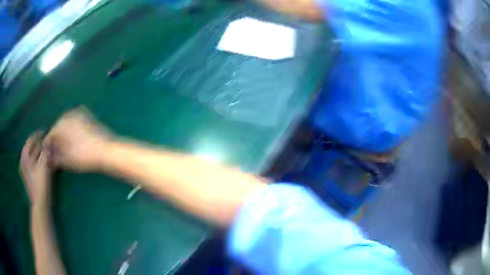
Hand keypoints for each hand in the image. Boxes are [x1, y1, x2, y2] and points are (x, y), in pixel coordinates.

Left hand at [20, 132, 51, 207]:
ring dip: (41, 152)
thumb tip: (50, 138)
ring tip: (49, 151)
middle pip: (32, 147)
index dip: (39, 135)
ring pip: (34, 156)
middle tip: (50, 142)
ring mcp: (27, 170)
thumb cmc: (40, 184)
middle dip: (41, 144)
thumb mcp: (43, 165)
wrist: (40, 205)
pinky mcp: (31, 176)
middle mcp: (24, 161)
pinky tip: (47, 161)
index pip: (31, 139)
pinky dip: (41, 160)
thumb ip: (46, 150)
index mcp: (24, 157)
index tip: (48, 133)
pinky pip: (35, 163)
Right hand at [44, 107, 111, 171]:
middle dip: (56, 141)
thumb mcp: (66, 160)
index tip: (48, 157)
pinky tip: (75, 144)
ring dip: (64, 137)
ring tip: (65, 151)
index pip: (50, 135)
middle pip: (58, 129)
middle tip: (56, 154)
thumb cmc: (83, 156)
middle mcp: (69, 114)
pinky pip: (76, 125)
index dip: (48, 147)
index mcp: (61, 122)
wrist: (106, 150)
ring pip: (67, 126)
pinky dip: (73, 133)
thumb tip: (49, 159)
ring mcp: (80, 114)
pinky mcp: (89, 117)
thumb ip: (54, 158)